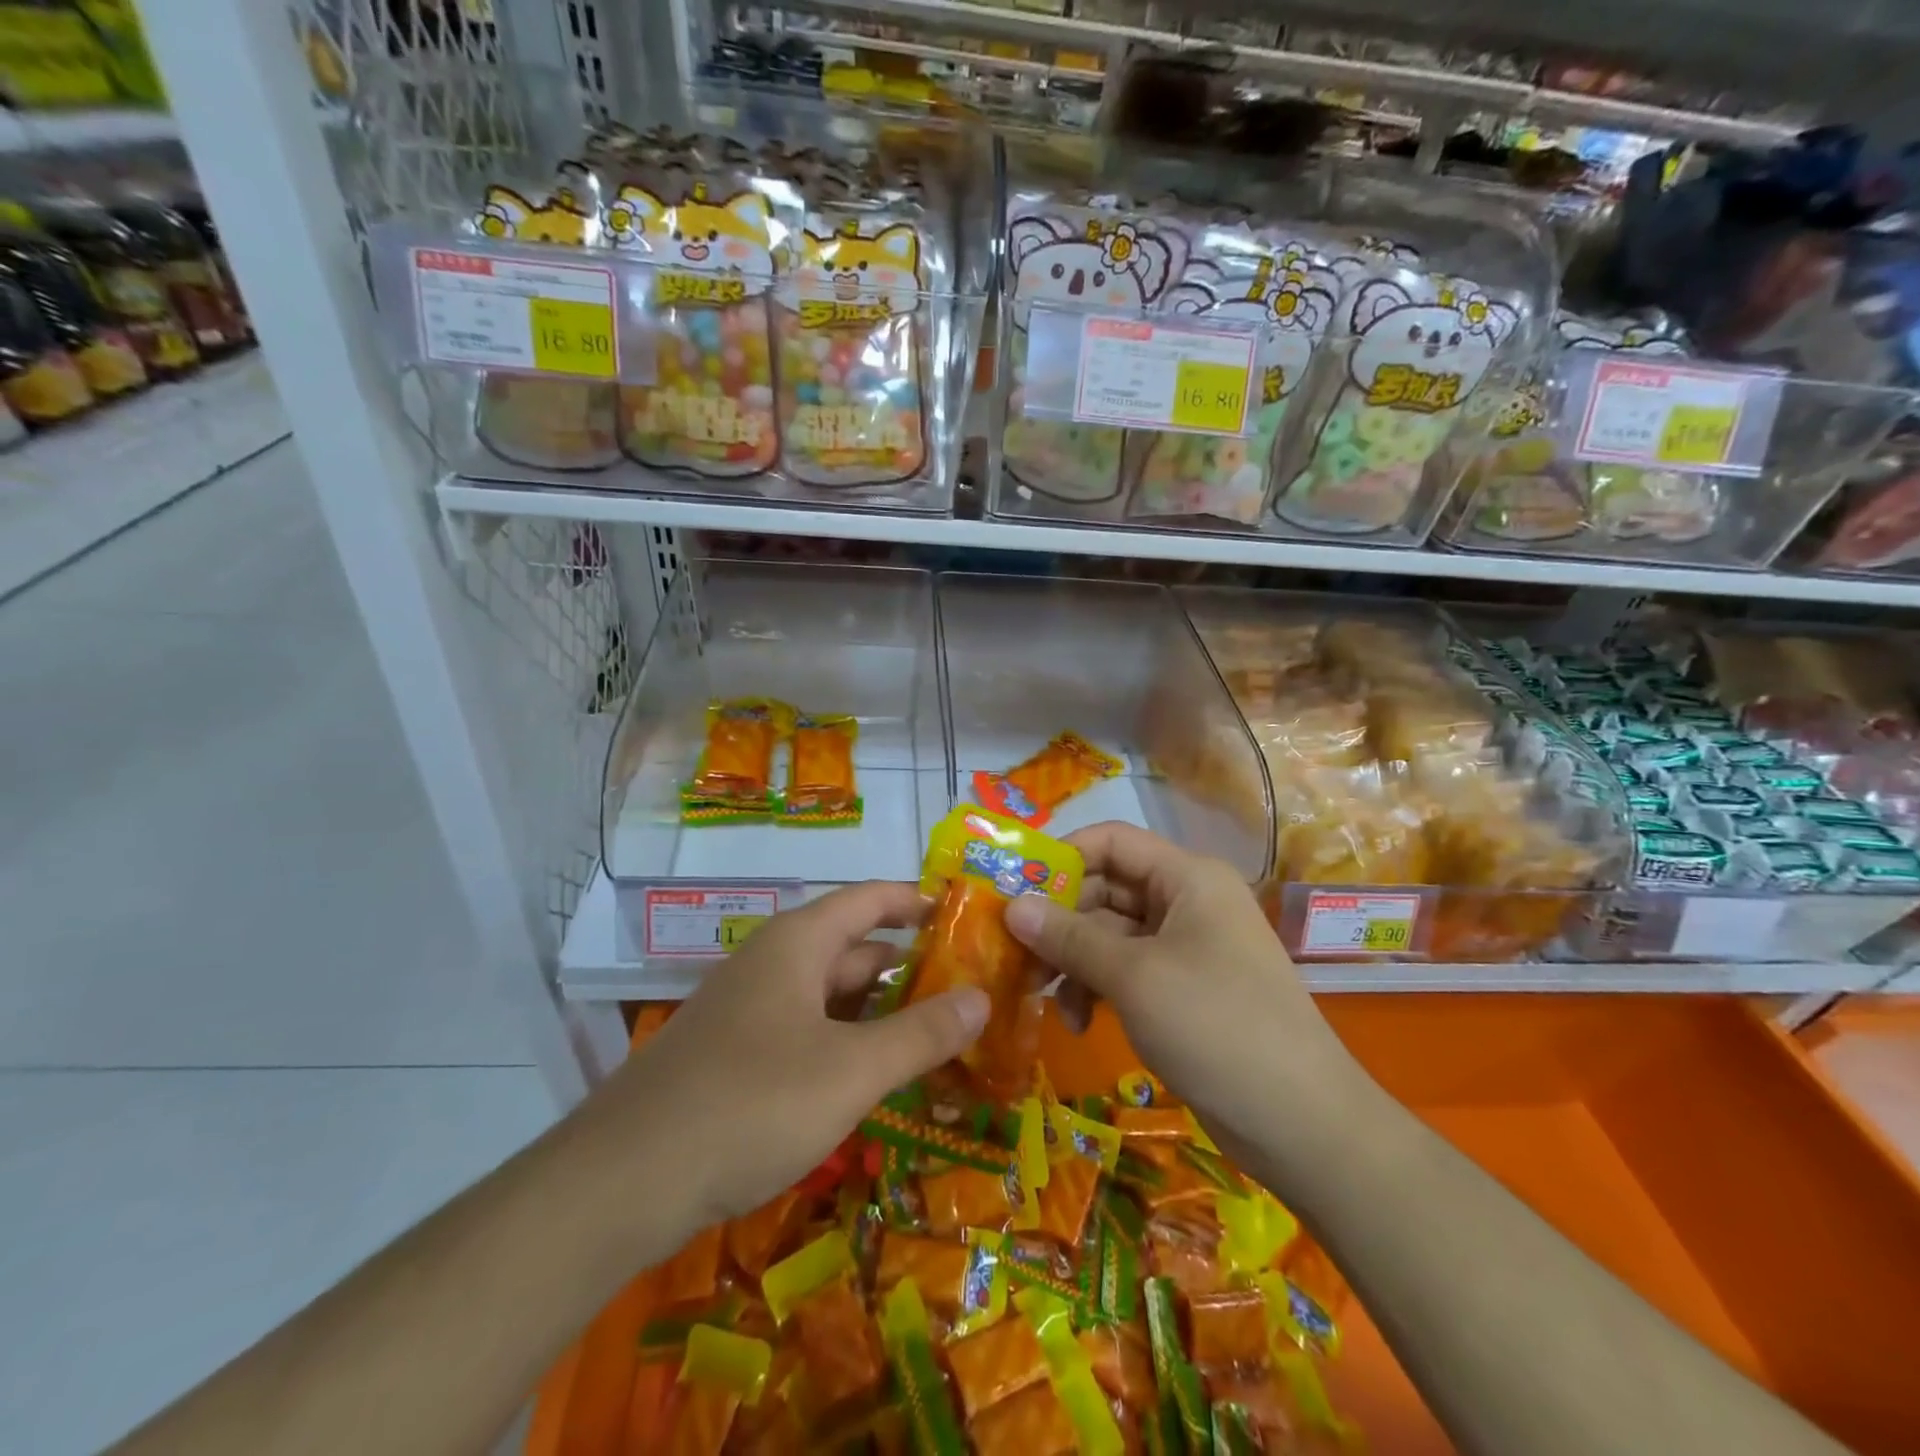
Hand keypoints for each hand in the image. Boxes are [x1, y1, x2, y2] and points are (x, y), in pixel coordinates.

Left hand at [589, 882, 988, 1239]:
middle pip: (854, 949)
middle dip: (910, 967)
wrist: (622, 1181)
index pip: (871, 898)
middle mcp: (773, 964)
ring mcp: (750, 1011)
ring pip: (831, 997)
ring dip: (881, 1012)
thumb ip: (921, 1034)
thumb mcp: (850, 1070)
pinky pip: (807, 1032)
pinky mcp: (735, 1056)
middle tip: (971, 990)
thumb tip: (981, 997)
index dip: (919, 901)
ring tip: (938, 1035)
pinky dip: (847, 1043)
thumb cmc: (750, 1103)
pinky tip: (874, 1078)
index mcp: (798, 943)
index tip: (967, 916)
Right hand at [1003, 822, 1362, 1158]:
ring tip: (1043, 997)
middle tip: (1017, 953)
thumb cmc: (1215, 1026)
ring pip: (1110, 934)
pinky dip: (1098, 988)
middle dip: (1060, 920)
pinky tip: (1080, 1023)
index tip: (1014, 888)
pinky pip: (1126, 971)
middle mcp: (1186, 901)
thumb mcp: (1134, 976)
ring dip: (1074, 961)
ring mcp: (1186, 948)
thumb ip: (1069, 937)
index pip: (1112, 840)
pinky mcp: (1182, 989)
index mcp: (1187, 877)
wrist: (1301, 1124)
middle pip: (1106, 889)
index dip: (1062, 856)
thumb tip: (1011, 905)